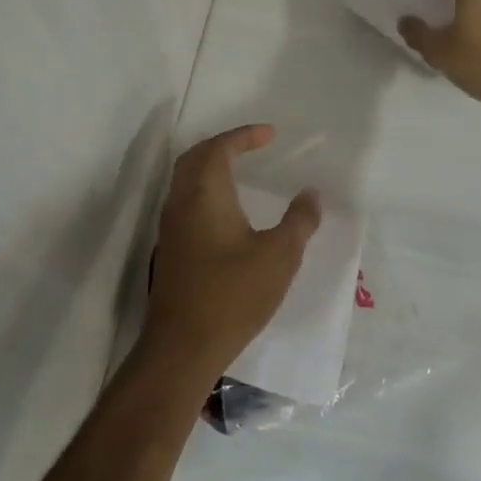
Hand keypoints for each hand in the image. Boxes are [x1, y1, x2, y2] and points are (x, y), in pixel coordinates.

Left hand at [143, 125, 321, 385]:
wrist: (183, 346)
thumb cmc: (233, 294)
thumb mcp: (279, 256)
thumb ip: (299, 221)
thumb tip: (311, 195)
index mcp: (205, 193)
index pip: (220, 148)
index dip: (244, 136)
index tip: (269, 134)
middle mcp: (181, 202)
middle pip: (195, 157)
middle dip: (222, 145)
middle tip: (251, 145)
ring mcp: (170, 227)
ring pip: (186, 181)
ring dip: (210, 167)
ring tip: (240, 171)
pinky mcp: (169, 250)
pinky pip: (185, 202)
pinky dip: (204, 191)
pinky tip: (225, 212)